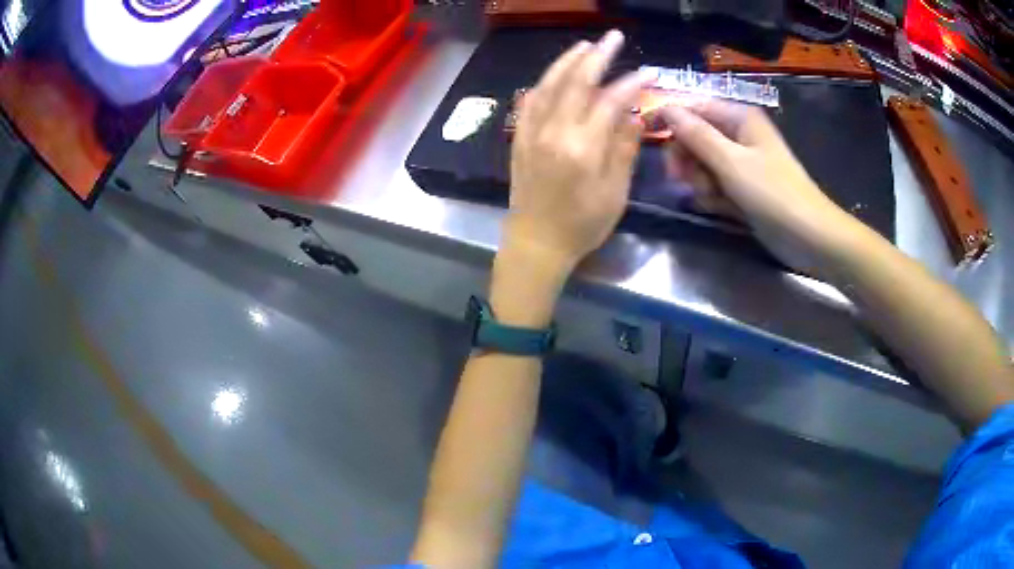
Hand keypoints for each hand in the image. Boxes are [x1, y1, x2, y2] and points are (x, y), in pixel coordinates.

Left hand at [505, 30, 651, 278]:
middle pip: (576, 82)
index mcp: (583, 148)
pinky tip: (555, 74)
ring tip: (585, 46)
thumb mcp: (614, 193)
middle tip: (612, 37)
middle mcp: (554, 132)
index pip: (610, 102)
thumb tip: (635, 115)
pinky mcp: (520, 137)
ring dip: (567, 61)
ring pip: (549, 85)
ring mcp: (532, 132)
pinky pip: (530, 101)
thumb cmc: (582, 224)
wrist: (535, 242)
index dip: (631, 83)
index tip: (648, 71)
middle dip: (597, 56)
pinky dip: (545, 82)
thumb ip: (624, 149)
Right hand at [660, 101, 861, 274]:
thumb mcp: (731, 162)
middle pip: (694, 136)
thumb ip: (696, 134)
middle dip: (687, 159)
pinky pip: (713, 184)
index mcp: (738, 118)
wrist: (809, 237)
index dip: (670, 118)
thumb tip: (665, 107)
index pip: (693, 106)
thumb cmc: (774, 194)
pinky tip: (722, 209)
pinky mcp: (741, 187)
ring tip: (713, 198)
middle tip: (683, 179)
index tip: (649, 134)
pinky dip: (713, 196)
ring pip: (701, 164)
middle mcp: (737, 135)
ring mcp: (740, 162)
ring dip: (700, 182)